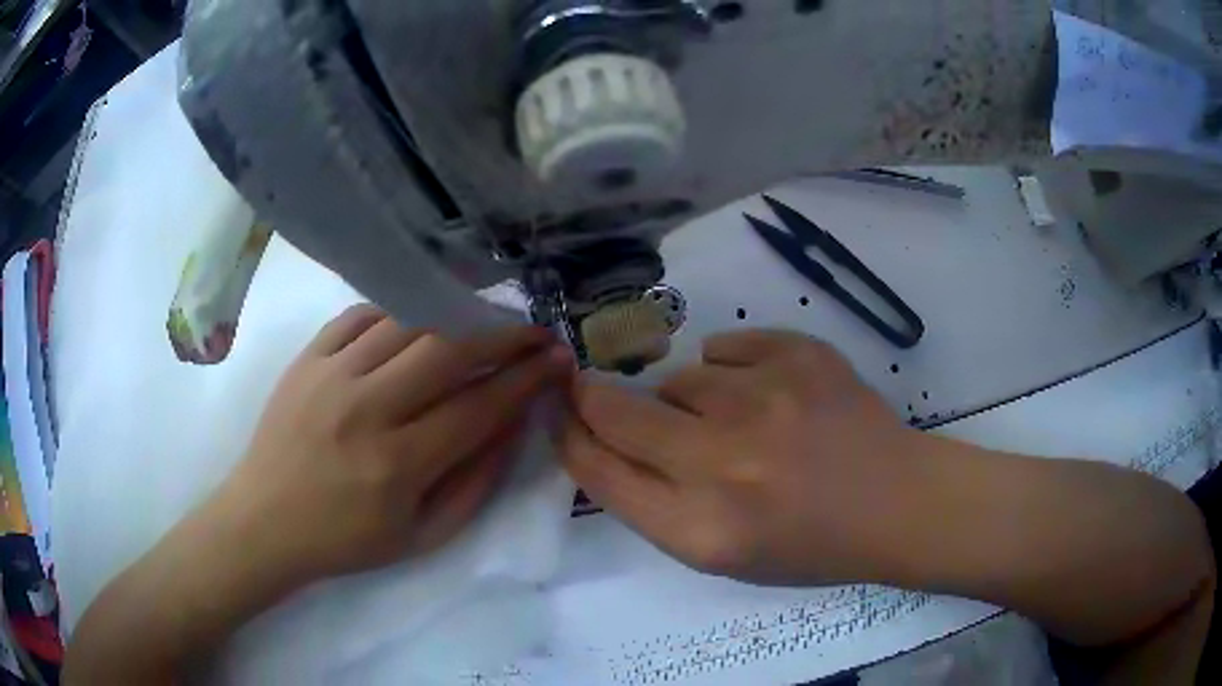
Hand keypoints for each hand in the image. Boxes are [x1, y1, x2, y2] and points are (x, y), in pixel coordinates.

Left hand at [215, 304, 571, 587]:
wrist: (265, 522)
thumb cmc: (346, 541)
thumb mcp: (424, 537)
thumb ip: (476, 482)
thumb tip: (513, 425)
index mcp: (398, 464)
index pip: (479, 406)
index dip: (525, 379)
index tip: (556, 359)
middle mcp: (366, 409)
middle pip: (448, 349)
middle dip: (502, 335)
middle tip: (533, 331)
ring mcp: (330, 374)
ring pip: (407, 323)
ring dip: (456, 317)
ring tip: (483, 321)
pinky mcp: (307, 358)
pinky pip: (361, 314)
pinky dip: (396, 311)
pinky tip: (415, 321)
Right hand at [560, 329, 924, 585]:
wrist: (894, 503)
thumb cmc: (808, 544)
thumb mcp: (720, 553)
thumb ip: (653, 502)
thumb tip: (602, 439)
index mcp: (700, 531)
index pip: (599, 472)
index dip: (569, 438)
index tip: (559, 414)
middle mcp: (724, 465)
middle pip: (617, 411)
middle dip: (591, 396)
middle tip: (590, 387)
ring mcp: (766, 400)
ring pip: (679, 377)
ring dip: (688, 399)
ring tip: (735, 421)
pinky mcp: (799, 355)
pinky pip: (726, 347)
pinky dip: (732, 370)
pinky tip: (767, 396)